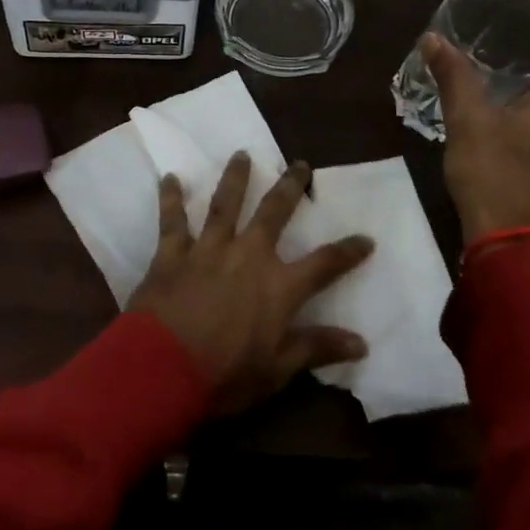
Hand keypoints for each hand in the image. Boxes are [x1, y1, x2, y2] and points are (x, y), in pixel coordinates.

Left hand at [127, 153, 373, 415]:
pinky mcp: (172, 252)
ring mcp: (208, 249)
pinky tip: (169, 177)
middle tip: (300, 164)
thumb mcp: (277, 370)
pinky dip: (170, 198)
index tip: (366, 238)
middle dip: (290, 187)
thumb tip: (361, 341)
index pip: (324, 264)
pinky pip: (172, 219)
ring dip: (235, 178)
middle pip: (274, 213)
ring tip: (242, 154)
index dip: (347, 251)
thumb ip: (316, 348)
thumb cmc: (225, 375)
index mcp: (278, 286)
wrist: (163, 367)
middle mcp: (247, 255)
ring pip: (224, 204)